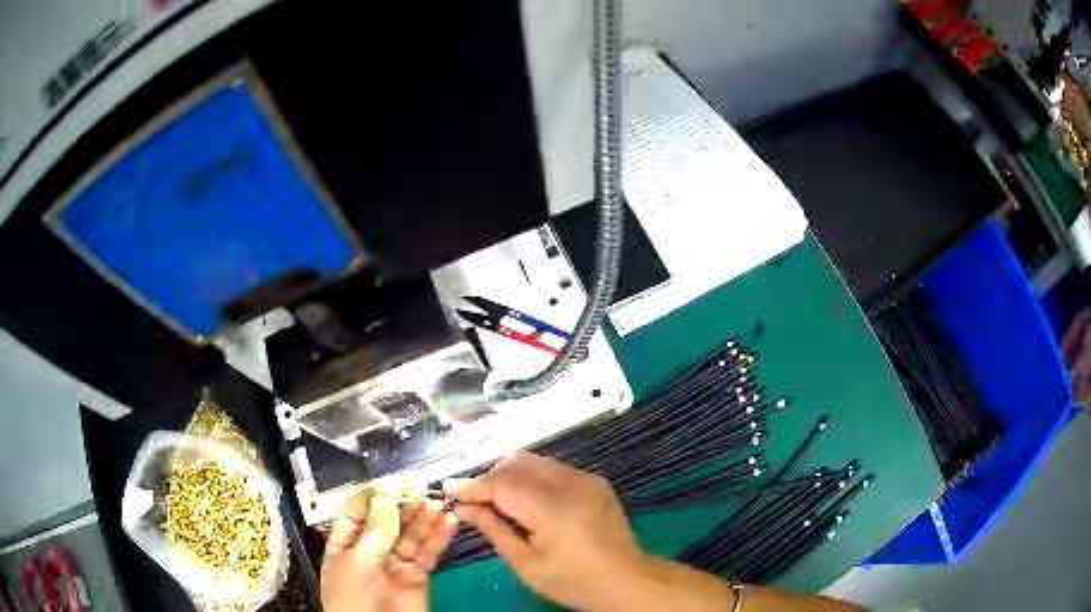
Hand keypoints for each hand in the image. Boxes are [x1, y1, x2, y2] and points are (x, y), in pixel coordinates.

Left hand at [321, 490, 458, 611]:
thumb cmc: (355, 599)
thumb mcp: (359, 563)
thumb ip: (376, 532)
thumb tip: (387, 497)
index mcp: (345, 543)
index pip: (357, 511)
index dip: (374, 495)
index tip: (394, 483)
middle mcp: (370, 549)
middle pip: (387, 519)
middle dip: (403, 504)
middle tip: (421, 490)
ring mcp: (395, 562)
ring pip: (411, 534)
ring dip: (425, 518)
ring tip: (439, 502)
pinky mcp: (418, 575)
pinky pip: (428, 553)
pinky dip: (439, 538)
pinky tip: (448, 522)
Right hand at [445, 451, 656, 610]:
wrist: (628, 580)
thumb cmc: (574, 582)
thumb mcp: (527, 565)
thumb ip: (494, 530)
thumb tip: (463, 507)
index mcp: (553, 509)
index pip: (502, 484)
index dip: (472, 485)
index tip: (448, 490)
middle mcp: (571, 484)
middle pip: (517, 463)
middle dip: (491, 477)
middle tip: (477, 502)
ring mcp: (587, 479)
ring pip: (535, 461)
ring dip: (511, 476)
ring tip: (503, 504)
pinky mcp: (596, 481)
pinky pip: (553, 469)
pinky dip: (533, 479)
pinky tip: (530, 503)